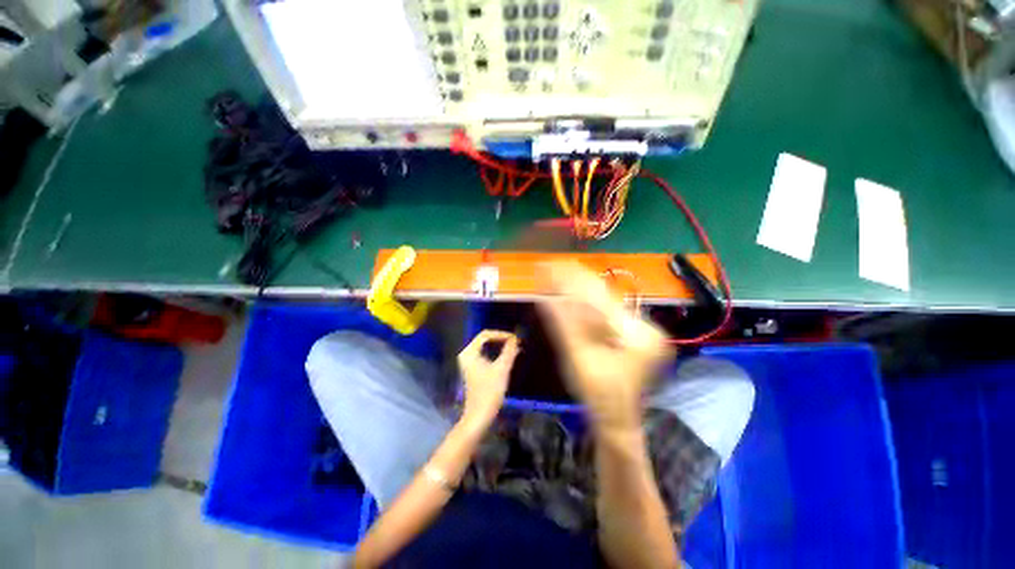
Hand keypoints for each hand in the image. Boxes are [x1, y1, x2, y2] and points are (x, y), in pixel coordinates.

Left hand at [457, 330, 519, 425]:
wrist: (479, 416)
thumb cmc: (489, 392)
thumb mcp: (502, 369)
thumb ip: (509, 351)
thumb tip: (516, 338)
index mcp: (469, 352)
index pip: (486, 334)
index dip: (501, 334)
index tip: (515, 339)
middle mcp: (466, 354)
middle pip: (485, 339)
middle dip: (501, 339)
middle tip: (516, 342)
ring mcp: (468, 362)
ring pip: (486, 347)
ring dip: (500, 347)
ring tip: (514, 348)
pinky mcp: (473, 369)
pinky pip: (485, 354)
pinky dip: (496, 354)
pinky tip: (508, 357)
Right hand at [538, 262, 673, 430]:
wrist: (617, 419)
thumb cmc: (598, 395)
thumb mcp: (579, 359)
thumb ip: (564, 326)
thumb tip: (546, 298)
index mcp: (636, 333)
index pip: (599, 297)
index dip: (572, 280)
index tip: (551, 266)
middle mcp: (642, 326)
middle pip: (603, 295)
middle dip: (574, 279)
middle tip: (550, 265)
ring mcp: (637, 329)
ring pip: (603, 301)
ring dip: (577, 287)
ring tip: (556, 272)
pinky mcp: (629, 333)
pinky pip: (604, 311)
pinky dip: (584, 300)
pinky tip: (569, 291)